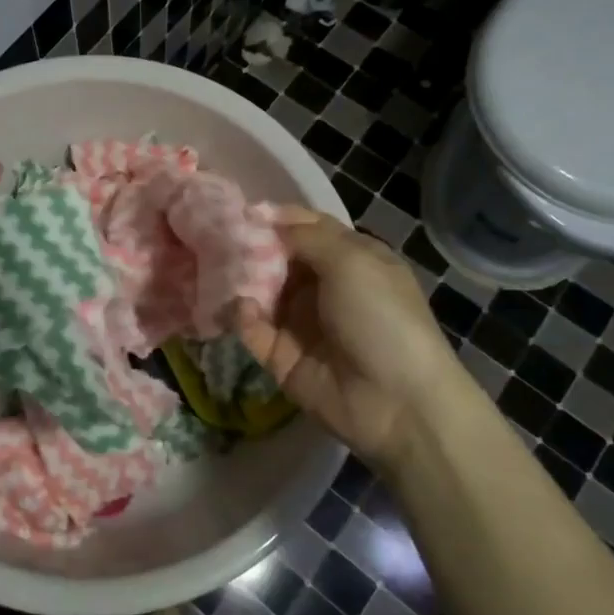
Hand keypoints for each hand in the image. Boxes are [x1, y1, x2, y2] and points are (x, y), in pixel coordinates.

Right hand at [233, 208, 469, 466]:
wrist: (398, 403)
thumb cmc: (382, 318)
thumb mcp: (352, 262)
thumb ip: (306, 236)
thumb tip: (268, 218)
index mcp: (350, 260)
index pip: (307, 228)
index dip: (277, 218)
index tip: (242, 211)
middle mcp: (323, 287)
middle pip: (277, 258)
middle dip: (249, 247)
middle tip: (217, 237)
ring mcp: (300, 322)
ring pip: (259, 292)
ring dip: (240, 280)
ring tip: (216, 268)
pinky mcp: (281, 356)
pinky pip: (253, 329)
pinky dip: (241, 316)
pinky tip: (239, 308)